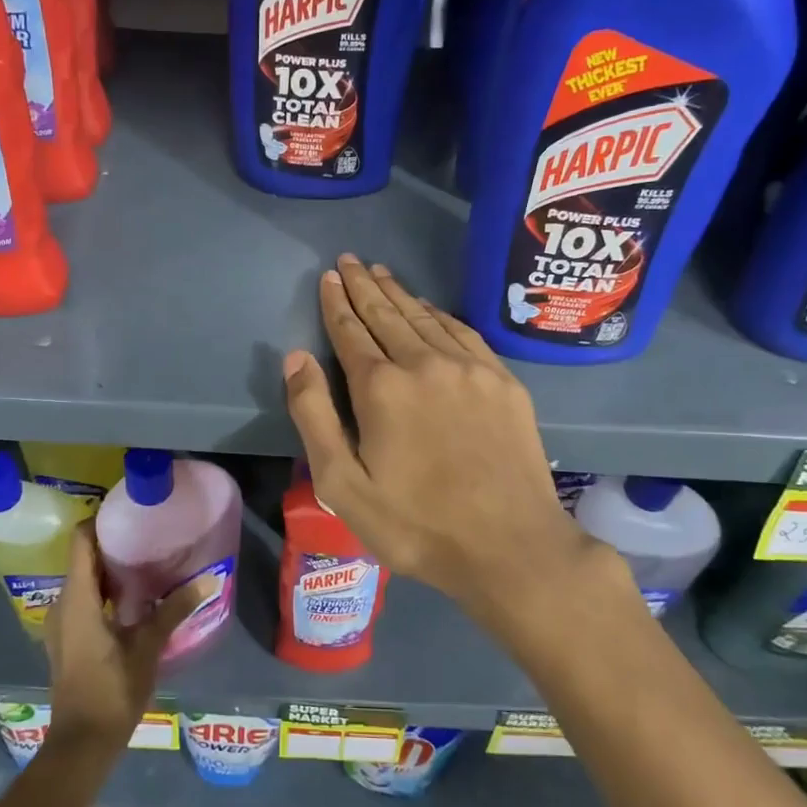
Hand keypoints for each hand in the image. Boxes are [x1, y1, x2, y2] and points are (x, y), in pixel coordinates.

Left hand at [44, 523, 216, 754]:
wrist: (81, 745)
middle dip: (113, 544)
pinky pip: (84, 600)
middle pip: (83, 558)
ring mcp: (62, 623)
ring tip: (147, 562)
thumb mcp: (148, 647)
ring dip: (111, 570)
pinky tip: (135, 599)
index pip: (80, 541)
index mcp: (77, 598)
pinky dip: (105, 591)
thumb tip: (209, 579)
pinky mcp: (68, 639)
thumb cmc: (112, 690)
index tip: (130, 514)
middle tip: (149, 535)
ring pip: (84, 581)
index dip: (101, 521)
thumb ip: (174, 609)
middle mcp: (63, 604)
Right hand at [282, 255, 627, 621]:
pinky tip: (431, 308)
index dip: (336, 303)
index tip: (329, 277)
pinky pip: (464, 332)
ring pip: (425, 317)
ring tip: (381, 273)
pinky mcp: (503, 381)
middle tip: (350, 260)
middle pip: (387, 314)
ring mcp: (469, 368)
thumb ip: (313, 416)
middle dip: (364, 287)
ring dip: (400, 293)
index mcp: (381, 387)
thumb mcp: (342, 485)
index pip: (350, 331)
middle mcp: (424, 363)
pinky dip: (440, 314)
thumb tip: (296, 357)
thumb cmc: (415, 524)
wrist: (510, 545)